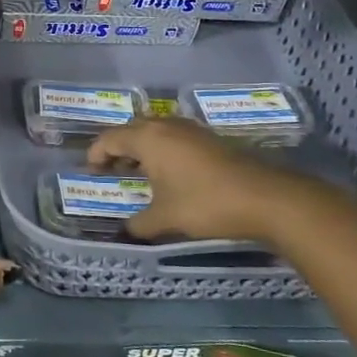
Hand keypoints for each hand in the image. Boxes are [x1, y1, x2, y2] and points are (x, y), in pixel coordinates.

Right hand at [86, 116, 356, 246]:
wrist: (265, 197)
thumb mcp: (166, 219)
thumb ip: (139, 224)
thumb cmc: (206, 203)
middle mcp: (165, 126)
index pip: (109, 138)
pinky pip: (173, 137)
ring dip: (141, 148)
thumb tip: (125, 231)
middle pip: (130, 129)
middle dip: (117, 149)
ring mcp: (190, 129)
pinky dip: (162, 150)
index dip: (95, 154)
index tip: (90, 172)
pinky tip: (169, 174)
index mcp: (148, 138)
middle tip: (111, 172)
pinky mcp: (209, 138)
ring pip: (154, 131)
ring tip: (138, 173)